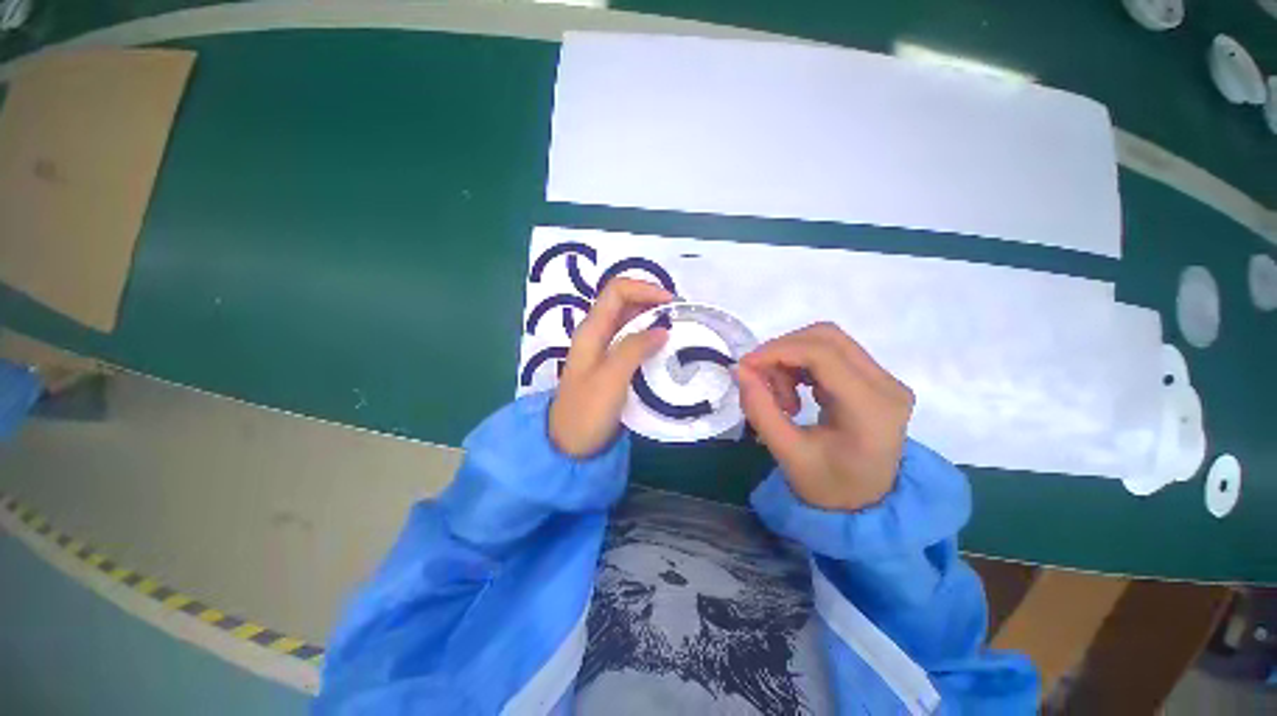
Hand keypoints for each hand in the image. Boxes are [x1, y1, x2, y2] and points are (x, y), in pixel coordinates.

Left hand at [549, 278, 672, 456]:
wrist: (570, 445)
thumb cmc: (587, 411)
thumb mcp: (611, 378)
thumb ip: (634, 348)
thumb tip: (663, 329)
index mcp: (592, 329)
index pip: (617, 290)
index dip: (645, 289)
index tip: (672, 304)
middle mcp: (597, 333)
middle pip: (625, 302)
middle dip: (653, 303)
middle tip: (681, 317)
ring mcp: (604, 349)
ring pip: (630, 322)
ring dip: (654, 321)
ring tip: (679, 332)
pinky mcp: (612, 365)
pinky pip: (633, 342)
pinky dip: (650, 339)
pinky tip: (666, 350)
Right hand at [736, 323, 913, 511]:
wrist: (867, 504)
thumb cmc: (829, 486)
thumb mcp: (787, 454)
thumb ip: (760, 410)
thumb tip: (740, 369)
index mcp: (871, 409)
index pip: (822, 354)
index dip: (777, 351)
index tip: (745, 366)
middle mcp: (886, 385)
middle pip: (826, 337)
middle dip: (782, 351)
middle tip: (759, 379)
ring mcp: (884, 379)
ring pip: (826, 341)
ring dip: (790, 358)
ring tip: (780, 397)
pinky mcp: (874, 379)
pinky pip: (830, 353)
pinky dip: (801, 363)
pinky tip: (794, 391)